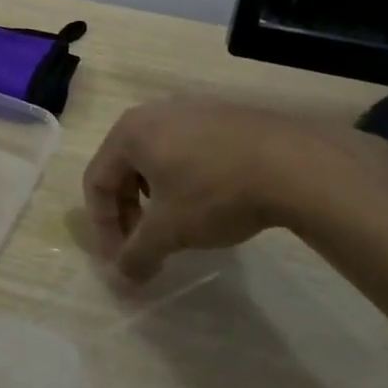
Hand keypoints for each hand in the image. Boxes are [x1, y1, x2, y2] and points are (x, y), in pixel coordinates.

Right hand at [83, 97, 387, 281]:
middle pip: (123, 168)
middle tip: (146, 246)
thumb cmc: (214, 192)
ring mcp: (191, 110)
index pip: (96, 181)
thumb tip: (122, 278)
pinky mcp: (223, 117)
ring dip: (155, 198)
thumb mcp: (170, 231)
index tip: (122, 260)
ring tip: (177, 227)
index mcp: (130, 132)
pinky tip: (209, 203)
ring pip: (156, 159)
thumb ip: (137, 254)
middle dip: (129, 213)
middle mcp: (154, 113)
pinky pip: (187, 150)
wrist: (291, 163)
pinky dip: (183, 181)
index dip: (103, 227)